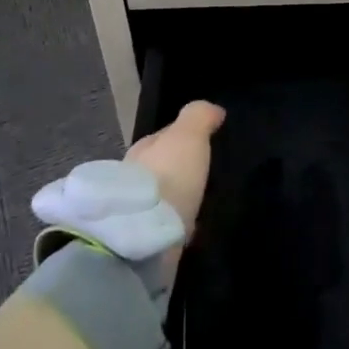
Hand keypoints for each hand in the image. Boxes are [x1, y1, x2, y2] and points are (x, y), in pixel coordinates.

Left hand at [124, 100, 225, 240]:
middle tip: (206, 173)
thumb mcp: (188, 135)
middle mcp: (135, 176)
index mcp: (142, 148)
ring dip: (180, 197)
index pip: (163, 137)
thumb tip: (214, 109)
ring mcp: (138, 210)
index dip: (183, 137)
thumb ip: (199, 116)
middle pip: (162, 167)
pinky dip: (179, 223)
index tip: (204, 141)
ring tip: (204, 201)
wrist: (147, 234)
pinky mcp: (146, 238)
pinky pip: (167, 224)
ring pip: (164, 196)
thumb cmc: (169, 175)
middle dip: (180, 169)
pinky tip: (195, 227)